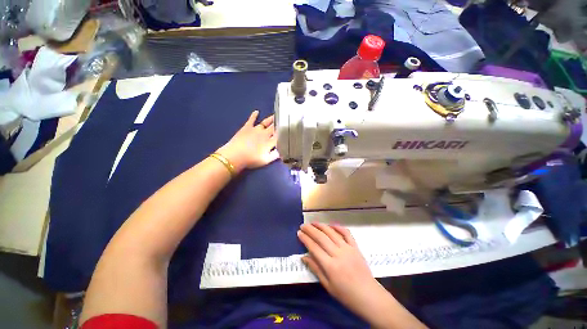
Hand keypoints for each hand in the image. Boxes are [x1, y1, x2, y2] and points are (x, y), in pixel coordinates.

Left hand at [217, 110, 279, 172]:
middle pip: (274, 127)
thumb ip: (276, 155)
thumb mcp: (266, 160)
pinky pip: (251, 119)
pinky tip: (256, 111)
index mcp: (270, 142)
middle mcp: (265, 133)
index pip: (279, 135)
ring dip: (271, 118)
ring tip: (276, 114)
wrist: (235, 156)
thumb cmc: (251, 160)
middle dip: (279, 123)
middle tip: (284, 118)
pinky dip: (254, 115)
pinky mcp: (247, 127)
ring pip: (265, 122)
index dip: (284, 131)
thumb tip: (283, 150)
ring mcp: (255, 129)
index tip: (289, 127)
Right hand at [298, 223, 391, 320]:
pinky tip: (331, 224)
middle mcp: (338, 254)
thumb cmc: (346, 294)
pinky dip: (338, 227)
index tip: (299, 233)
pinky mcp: (355, 247)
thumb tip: (304, 257)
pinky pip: (346, 233)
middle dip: (311, 230)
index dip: (305, 239)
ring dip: (322, 226)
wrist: (368, 296)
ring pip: (332, 233)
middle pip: (321, 237)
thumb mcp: (327, 286)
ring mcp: (348, 249)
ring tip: (313, 222)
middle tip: (303, 225)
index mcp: (330, 266)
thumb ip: (315, 269)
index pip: (314, 247)